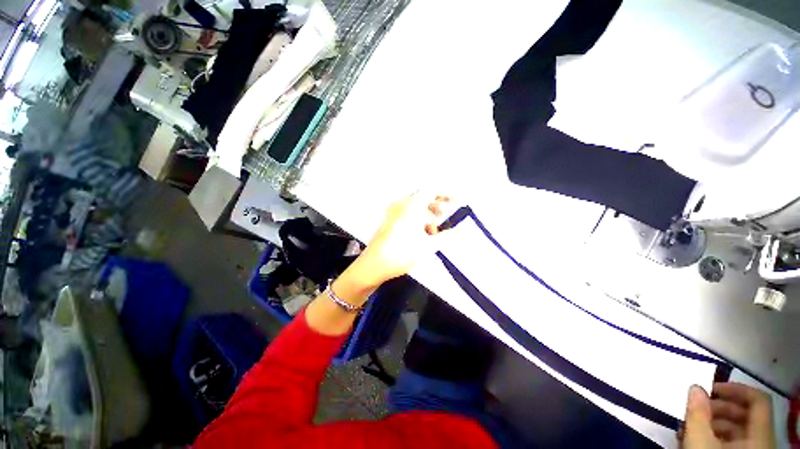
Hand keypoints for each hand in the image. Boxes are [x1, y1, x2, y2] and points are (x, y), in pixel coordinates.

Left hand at [347, 192, 451, 288]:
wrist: (374, 265)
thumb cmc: (403, 253)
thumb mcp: (429, 245)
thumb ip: (449, 236)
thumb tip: (462, 230)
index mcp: (412, 205)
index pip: (434, 190)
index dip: (448, 194)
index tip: (459, 202)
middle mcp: (402, 204)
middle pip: (424, 197)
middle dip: (438, 205)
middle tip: (448, 213)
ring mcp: (394, 212)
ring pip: (416, 206)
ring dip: (428, 215)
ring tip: (435, 230)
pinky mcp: (389, 220)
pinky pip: (407, 213)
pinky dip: (417, 219)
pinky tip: (421, 235)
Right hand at [682, 383, 774, 448]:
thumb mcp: (700, 443)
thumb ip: (698, 414)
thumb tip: (695, 386)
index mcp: (759, 436)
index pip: (758, 400)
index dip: (737, 389)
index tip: (711, 388)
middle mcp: (760, 442)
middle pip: (745, 414)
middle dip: (718, 408)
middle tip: (695, 408)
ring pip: (736, 430)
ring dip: (712, 422)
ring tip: (690, 425)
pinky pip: (731, 443)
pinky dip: (714, 436)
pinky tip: (695, 439)